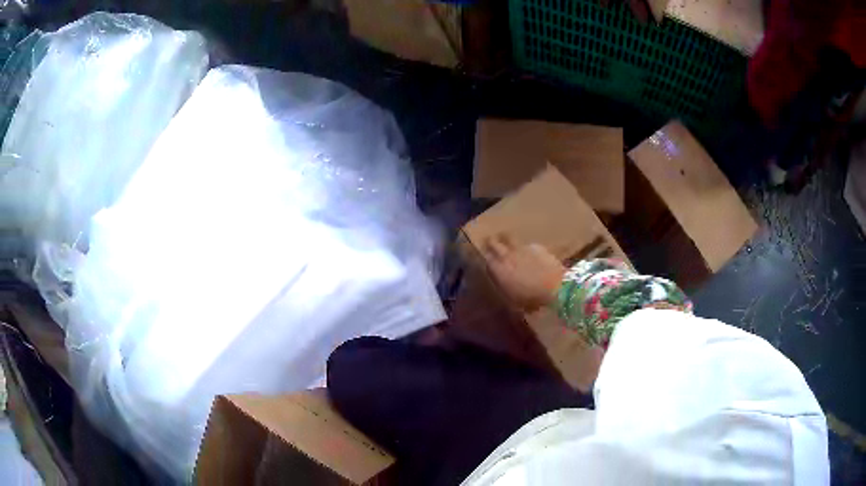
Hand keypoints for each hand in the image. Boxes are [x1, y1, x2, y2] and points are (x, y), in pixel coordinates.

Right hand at [482, 234, 565, 311]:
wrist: (556, 286)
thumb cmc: (532, 298)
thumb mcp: (513, 300)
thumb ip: (505, 288)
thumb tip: (502, 283)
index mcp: (499, 270)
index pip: (486, 258)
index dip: (485, 257)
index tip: (485, 257)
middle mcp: (507, 255)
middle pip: (494, 242)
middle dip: (491, 242)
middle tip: (490, 242)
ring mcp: (522, 248)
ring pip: (509, 238)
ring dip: (506, 239)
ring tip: (506, 241)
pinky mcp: (536, 246)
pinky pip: (526, 244)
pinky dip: (524, 247)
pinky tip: (528, 253)